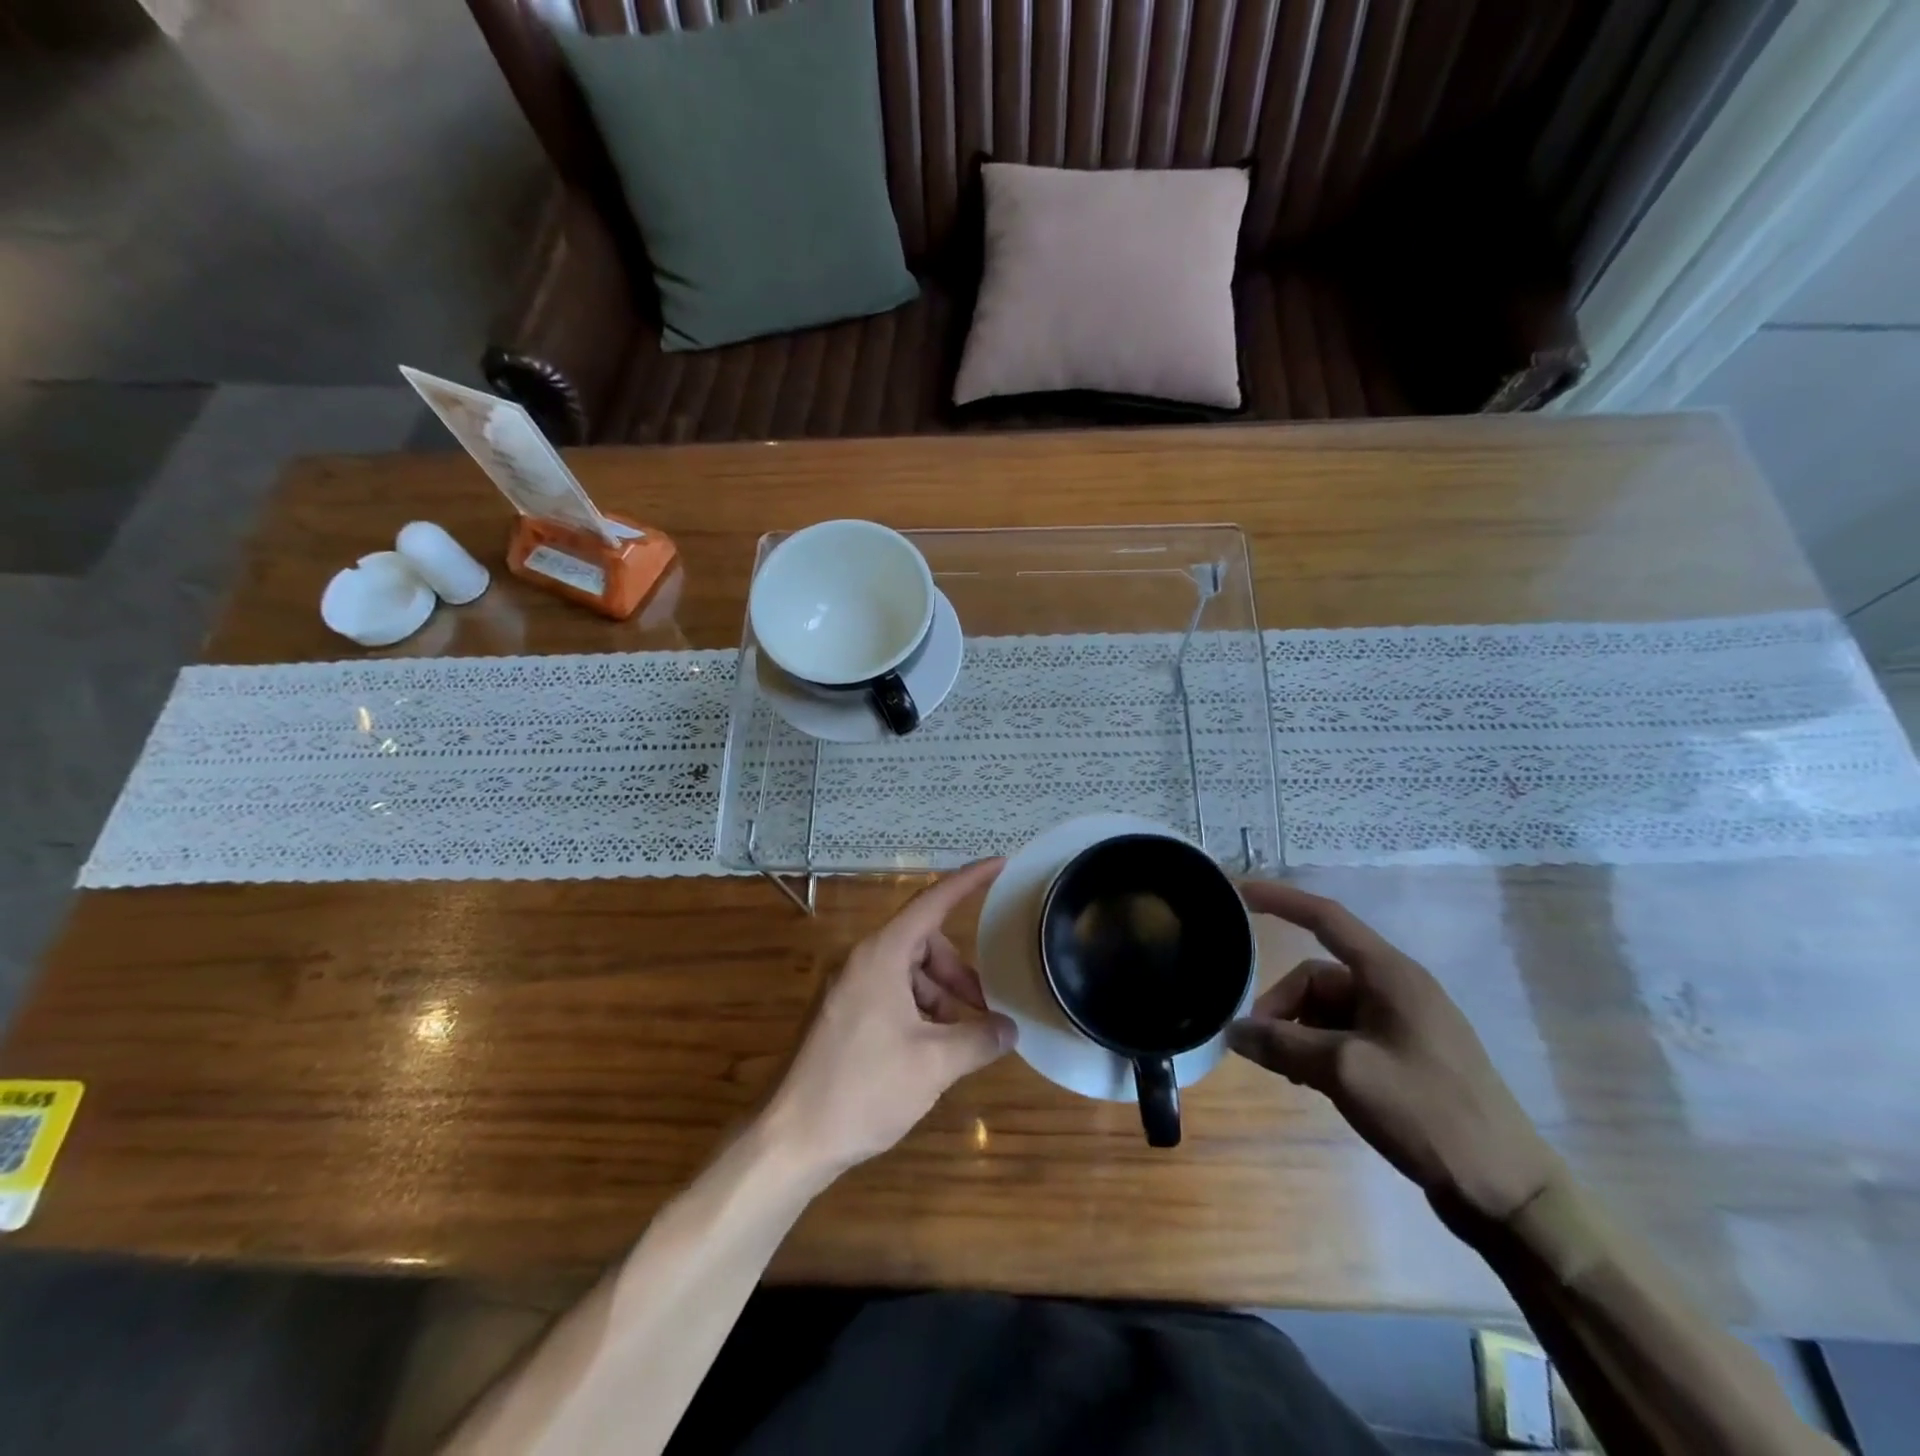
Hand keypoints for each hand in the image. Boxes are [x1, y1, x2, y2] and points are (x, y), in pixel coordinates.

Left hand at [764, 860, 1016, 1179]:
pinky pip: (891, 993)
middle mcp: (862, 960)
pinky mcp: (842, 1013)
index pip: (932, 902)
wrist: (793, 1138)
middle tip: (984, 1007)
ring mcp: (848, 987)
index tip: (1000, 864)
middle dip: (959, 971)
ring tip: (959, 1037)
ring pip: (908, 971)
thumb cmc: (864, 1089)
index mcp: (881, 955)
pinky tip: (930, 1049)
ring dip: (940, 995)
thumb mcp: (934, 1063)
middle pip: (924, 943)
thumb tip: (1010, 1030)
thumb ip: (979, 1039)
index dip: (969, 881)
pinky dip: (918, 1010)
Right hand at [1228, 882, 1561, 1221]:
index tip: (1240, 893)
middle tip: (1259, 1047)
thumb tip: (1233, 1031)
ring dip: (1297, 1033)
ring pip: (1326, 1010)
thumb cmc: (1428, 1112)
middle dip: (1281, 1006)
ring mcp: (1402, 1025)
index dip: (1281, 900)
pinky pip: (1344, 1036)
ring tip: (1286, 1072)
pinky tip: (1308, 1082)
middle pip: (1317, 977)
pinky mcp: (1404, 1058)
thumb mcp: (1345, 1072)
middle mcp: (1395, 990)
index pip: (1326, 918)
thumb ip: (1283, 1044)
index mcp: (1389, 975)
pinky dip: (1318, 1050)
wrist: (1506, 1191)